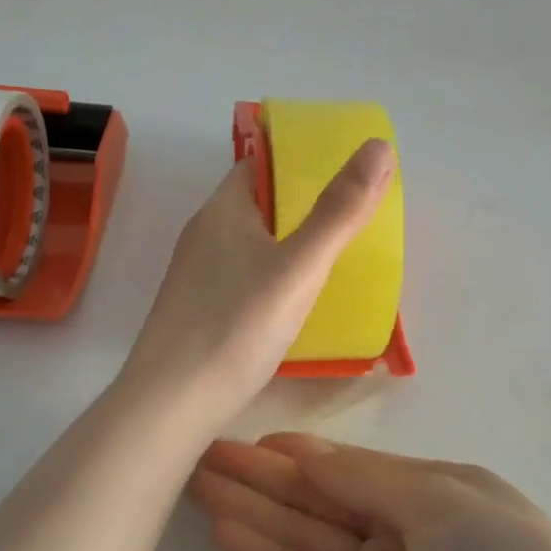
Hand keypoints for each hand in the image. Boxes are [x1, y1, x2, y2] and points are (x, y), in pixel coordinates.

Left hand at [121, 140, 395, 422]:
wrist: (172, 404)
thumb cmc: (236, 326)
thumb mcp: (299, 267)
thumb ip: (339, 211)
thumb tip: (378, 146)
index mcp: (222, 211)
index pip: (259, 165)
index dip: (299, 162)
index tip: (343, 173)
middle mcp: (204, 236)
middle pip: (258, 205)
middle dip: (302, 207)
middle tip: (351, 219)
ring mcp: (197, 275)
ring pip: (251, 245)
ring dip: (288, 245)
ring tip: (334, 259)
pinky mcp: (199, 311)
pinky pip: (244, 278)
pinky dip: (273, 278)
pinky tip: (296, 302)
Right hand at [189, 436, 550, 550]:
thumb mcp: (438, 497)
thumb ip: (362, 478)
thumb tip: (300, 452)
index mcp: (427, 486)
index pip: (348, 464)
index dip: (298, 453)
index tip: (248, 438)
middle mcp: (400, 527)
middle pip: (319, 496)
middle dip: (262, 477)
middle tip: (203, 455)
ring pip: (305, 535)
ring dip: (254, 511)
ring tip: (198, 486)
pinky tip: (227, 531)